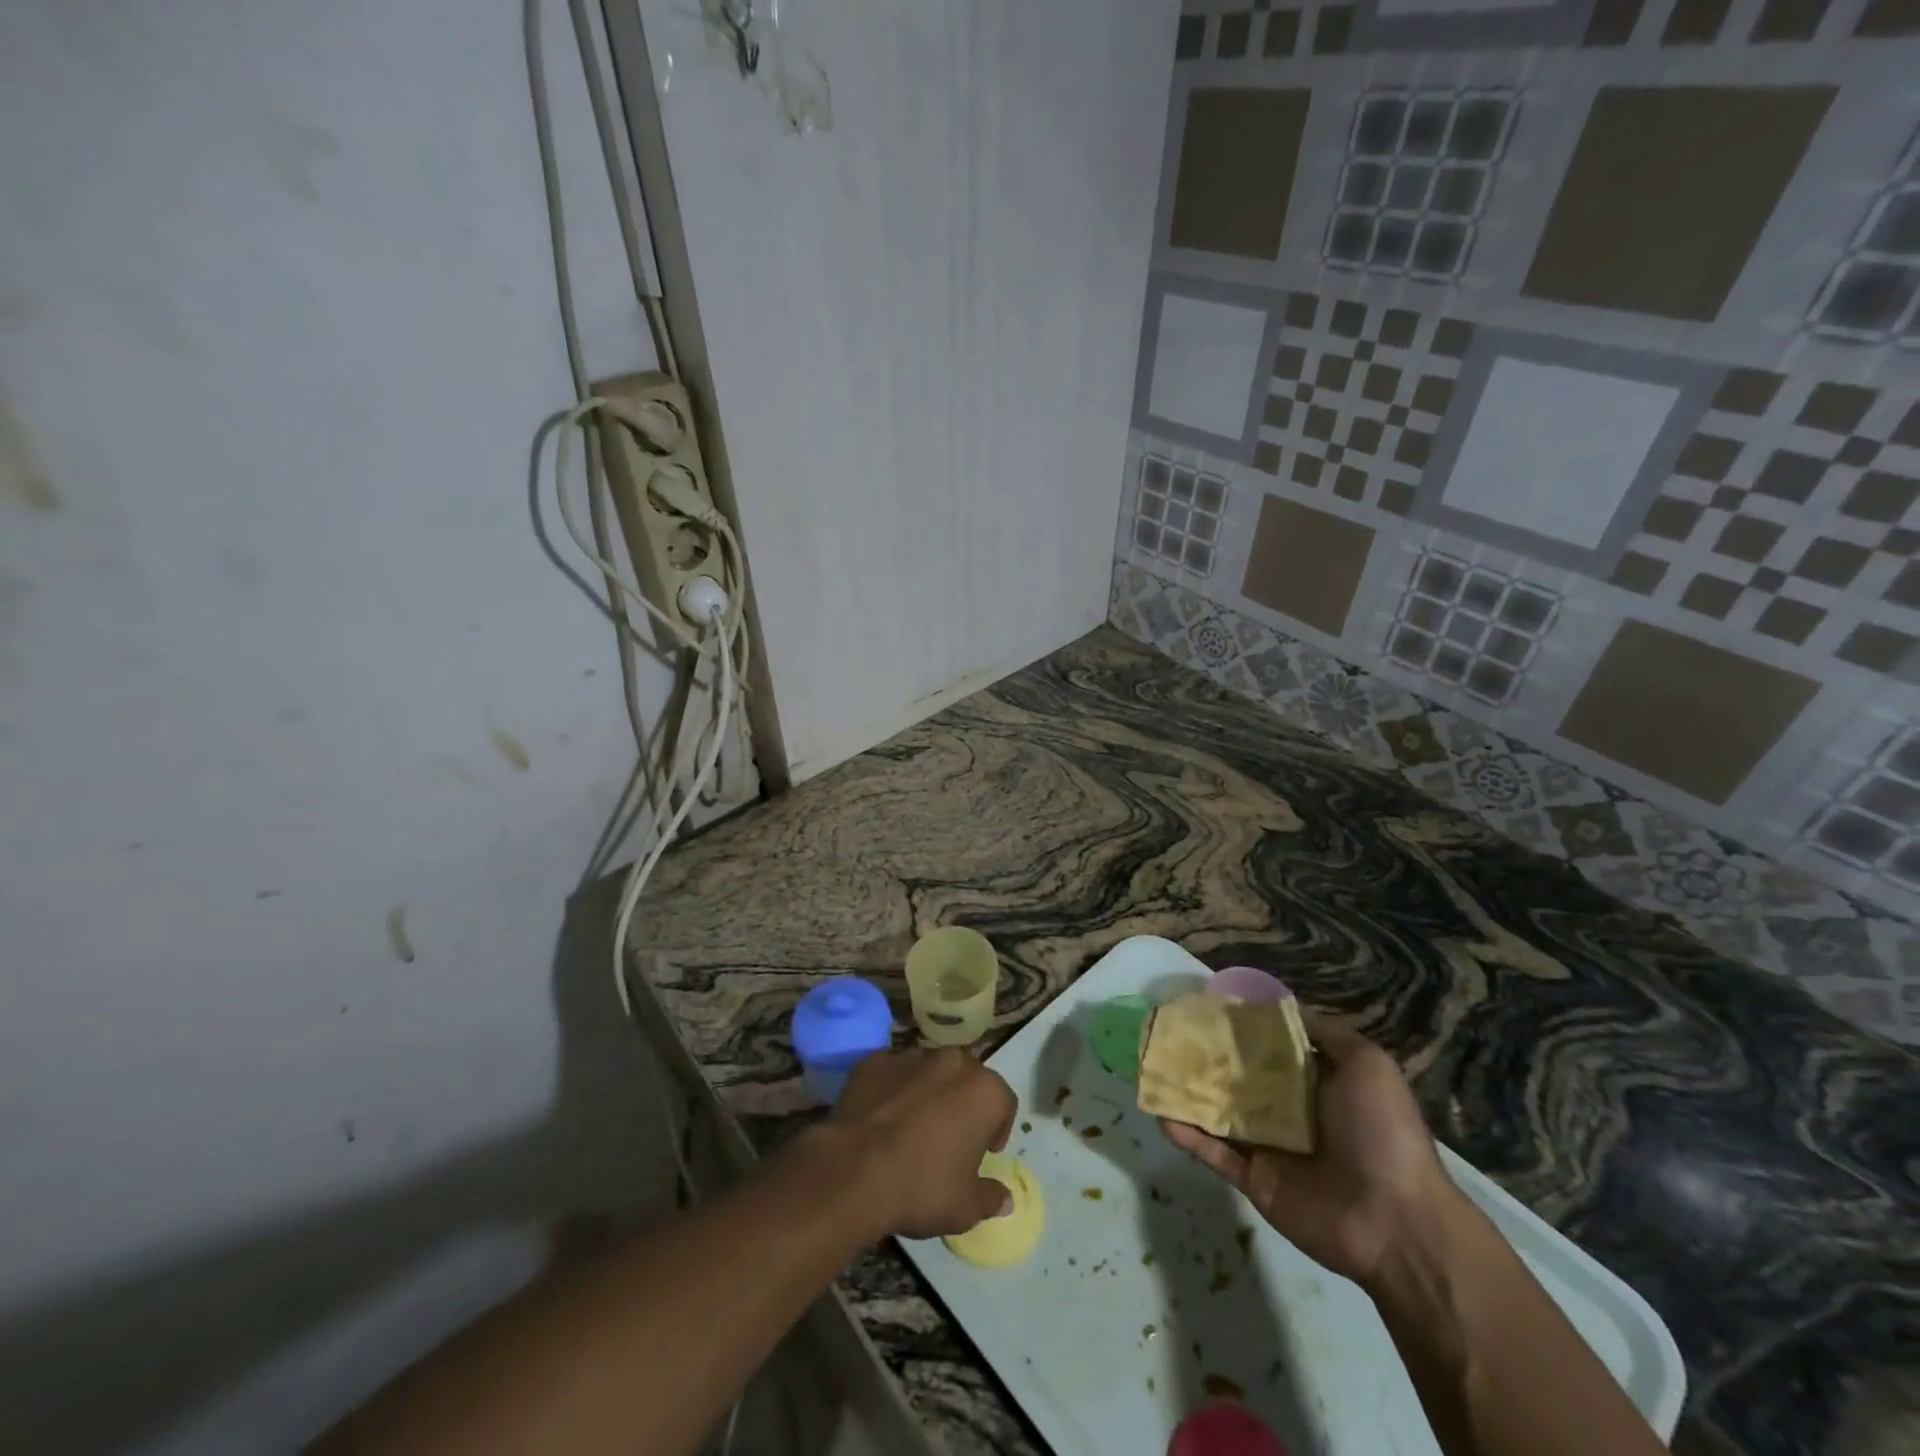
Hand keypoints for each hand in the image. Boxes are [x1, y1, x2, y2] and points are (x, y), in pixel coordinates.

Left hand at [824, 1048, 1017, 1239]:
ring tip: (911, 1129)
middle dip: (963, 1104)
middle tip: (949, 1139)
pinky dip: (892, 1090)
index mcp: (984, 1091)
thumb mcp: (965, 1208)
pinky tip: (880, 1119)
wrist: (854, 1169)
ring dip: (927, 1093)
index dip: (997, 1129)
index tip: (983, 1153)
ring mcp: (911, 1056)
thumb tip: (1005, 1198)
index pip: (1004, 1103)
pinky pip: (892, 1074)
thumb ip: (990, 1197)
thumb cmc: (922, 1186)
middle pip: (966, 1079)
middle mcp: (952, 1062)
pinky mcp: (874, 1061)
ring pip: (929, 1072)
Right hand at [1160, 1013, 1457, 1286]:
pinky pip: (1213, 1152)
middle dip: (1203, 1056)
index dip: (1238, 1027)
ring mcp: (1267, 1146)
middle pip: (1236, 1077)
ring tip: (1150, 1068)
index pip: (1268, 1047)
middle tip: (1165, 1033)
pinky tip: (1159, 1113)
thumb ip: (1325, 1032)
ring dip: (1186, 1092)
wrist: (1396, 1222)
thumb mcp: (1367, 1064)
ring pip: (1216, 1112)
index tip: (1203, 1005)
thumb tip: (1282, 1008)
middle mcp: (1287, 1110)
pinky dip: (1186, 1134)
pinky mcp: (1252, 1178)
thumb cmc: (1382, 1131)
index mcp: (1314, 1082)